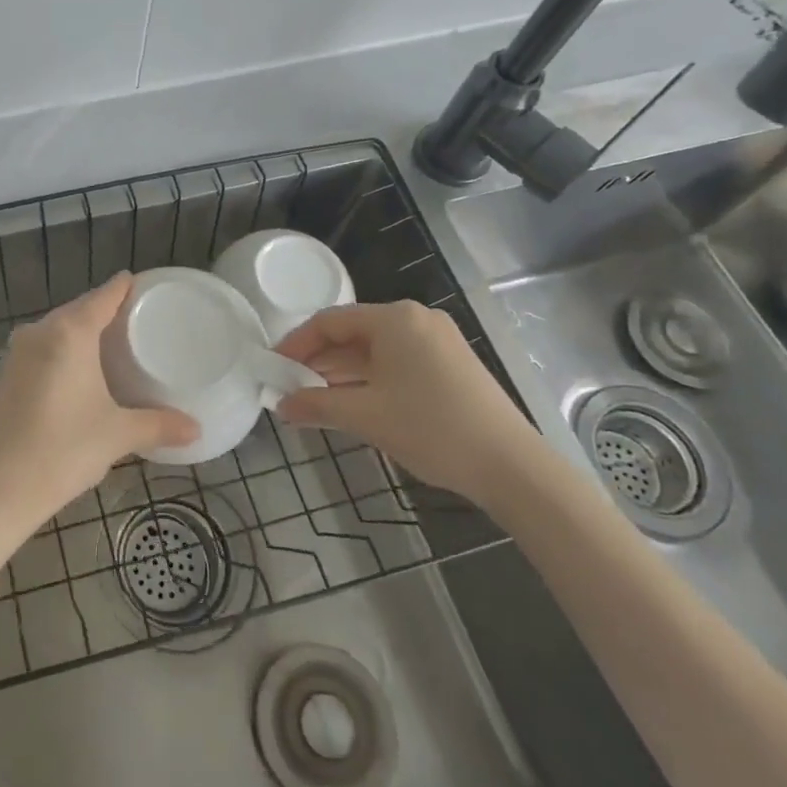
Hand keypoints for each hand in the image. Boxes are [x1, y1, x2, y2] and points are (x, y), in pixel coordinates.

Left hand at [0, 274, 199, 523]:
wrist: (1, 485)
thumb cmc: (65, 448)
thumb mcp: (118, 434)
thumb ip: (159, 425)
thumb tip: (196, 429)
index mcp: (70, 331)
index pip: (103, 296)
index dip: (124, 287)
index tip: (142, 283)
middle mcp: (41, 331)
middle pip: (79, 309)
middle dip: (105, 310)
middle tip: (137, 318)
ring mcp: (19, 351)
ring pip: (58, 328)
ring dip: (82, 331)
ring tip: (112, 342)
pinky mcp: (7, 373)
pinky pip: (43, 346)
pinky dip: (64, 349)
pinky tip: (79, 368)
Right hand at [275, 301, 546, 506]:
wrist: (513, 468)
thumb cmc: (432, 429)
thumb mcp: (366, 416)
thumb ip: (317, 405)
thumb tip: (281, 406)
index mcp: (395, 319)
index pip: (329, 321)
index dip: (296, 343)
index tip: (274, 367)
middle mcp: (417, 319)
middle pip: (352, 332)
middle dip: (318, 359)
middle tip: (290, 385)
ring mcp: (438, 341)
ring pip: (374, 349)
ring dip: (342, 371)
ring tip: (314, 397)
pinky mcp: (450, 364)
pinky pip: (396, 361)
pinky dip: (369, 378)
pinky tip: (352, 401)